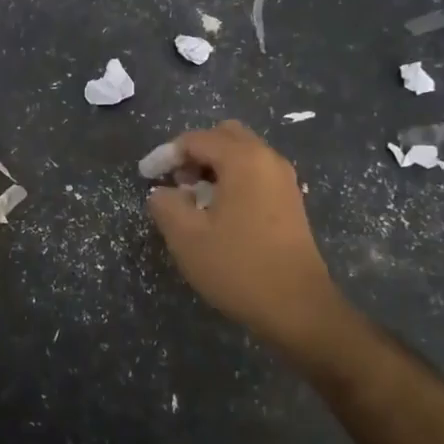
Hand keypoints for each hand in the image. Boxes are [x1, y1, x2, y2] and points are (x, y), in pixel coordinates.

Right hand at [146, 121, 344, 353]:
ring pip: (242, 155)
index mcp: (243, 159)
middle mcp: (268, 160)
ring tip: (192, 199)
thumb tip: (163, 192)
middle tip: (174, 181)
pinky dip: (232, 181)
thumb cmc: (238, 267)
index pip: (196, 139)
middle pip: (224, 136)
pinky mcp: (290, 202)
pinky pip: (255, 174)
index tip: (145, 176)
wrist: (297, 307)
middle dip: (194, 153)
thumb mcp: (186, 237)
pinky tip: (217, 213)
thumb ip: (165, 204)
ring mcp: (284, 181)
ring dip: (213, 167)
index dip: (166, 154)